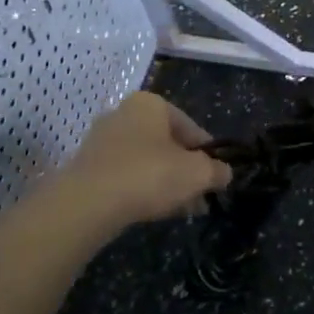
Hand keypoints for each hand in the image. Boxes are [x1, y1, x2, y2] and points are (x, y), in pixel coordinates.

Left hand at [63, 92, 231, 226]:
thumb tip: (225, 173)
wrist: (88, 202)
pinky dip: (142, 189)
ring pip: (147, 161)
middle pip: (167, 144)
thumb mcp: (197, 173)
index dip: (208, 154)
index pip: (191, 127)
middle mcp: (124, 113)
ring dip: (167, 182)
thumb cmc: (149, 174)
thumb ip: (217, 171)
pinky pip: (126, 174)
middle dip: (186, 170)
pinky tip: (155, 210)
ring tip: (183, 208)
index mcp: (150, 103)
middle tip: (201, 196)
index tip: (217, 177)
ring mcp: (102, 139)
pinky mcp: (88, 165)